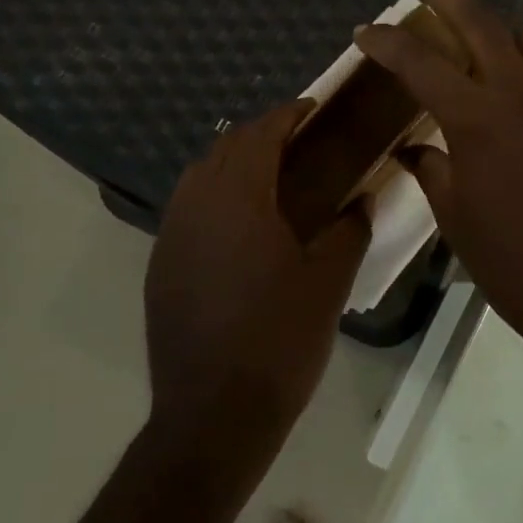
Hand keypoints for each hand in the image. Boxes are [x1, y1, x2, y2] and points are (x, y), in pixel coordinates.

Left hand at [145, 100, 370, 450]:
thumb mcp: (328, 283)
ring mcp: (171, 237)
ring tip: (271, 179)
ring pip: (199, 176)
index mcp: (239, 201)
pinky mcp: (161, 266)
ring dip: (233, 163)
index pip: (259, 135)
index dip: (286, 114)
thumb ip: (348, 231)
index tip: (311, 109)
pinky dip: (215, 196)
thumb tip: (361, 201)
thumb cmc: (280, 341)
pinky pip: (187, 209)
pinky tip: (242, 225)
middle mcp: (196, 207)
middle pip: (224, 148)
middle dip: (260, 135)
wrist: (214, 414)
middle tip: (299, 143)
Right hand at [355, 0, 522, 345]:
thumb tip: (416, 147)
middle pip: (480, 19)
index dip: (387, 42)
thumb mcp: (454, 217)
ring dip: (500, 27)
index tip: (365, 31)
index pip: (419, 61)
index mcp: (475, 116)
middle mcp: (521, 90)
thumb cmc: (511, 258)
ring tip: (480, 33)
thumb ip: (431, 169)